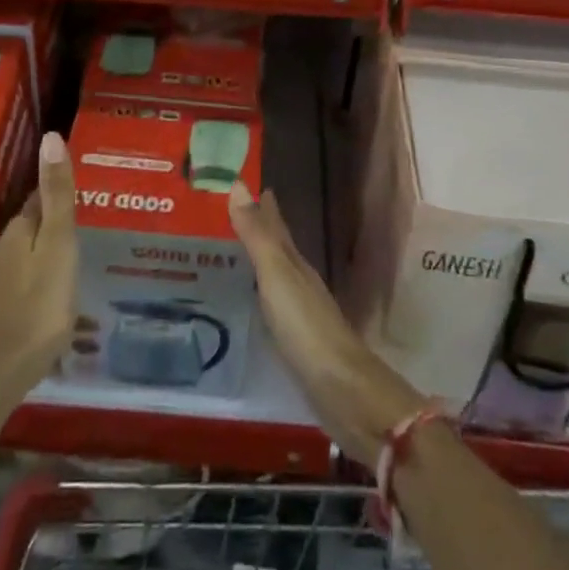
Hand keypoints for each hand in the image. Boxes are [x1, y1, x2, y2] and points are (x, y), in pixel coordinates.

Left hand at [0, 132, 77, 404]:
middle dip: (58, 220)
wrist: (0, 372)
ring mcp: (1, 279)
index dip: (61, 189)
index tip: (87, 188)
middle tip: (91, 221)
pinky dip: (46, 274)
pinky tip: (61, 289)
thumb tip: (50, 136)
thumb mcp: (58, 244)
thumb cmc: (38, 303)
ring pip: (32, 251)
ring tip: (82, 254)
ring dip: (52, 248)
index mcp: (19, 229)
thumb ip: (57, 194)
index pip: (41, 196)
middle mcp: (4, 247)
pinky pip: (29, 276)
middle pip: (35, 223)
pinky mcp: (3, 306)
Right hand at [230, 183, 423, 470]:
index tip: (243, 181)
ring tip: (229, 250)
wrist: (341, 388)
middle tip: (227, 211)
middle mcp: (298, 280)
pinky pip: (270, 303)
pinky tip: (247, 299)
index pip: (275, 224)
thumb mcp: (276, 275)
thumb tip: (238, 184)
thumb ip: (257, 234)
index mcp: (294, 262)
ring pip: (273, 274)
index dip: (261, 203)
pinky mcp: (295, 340)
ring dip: (255, 259)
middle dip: (256, 227)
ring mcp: (299, 311)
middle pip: (276, 246)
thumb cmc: (306, 326)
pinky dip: (257, 292)